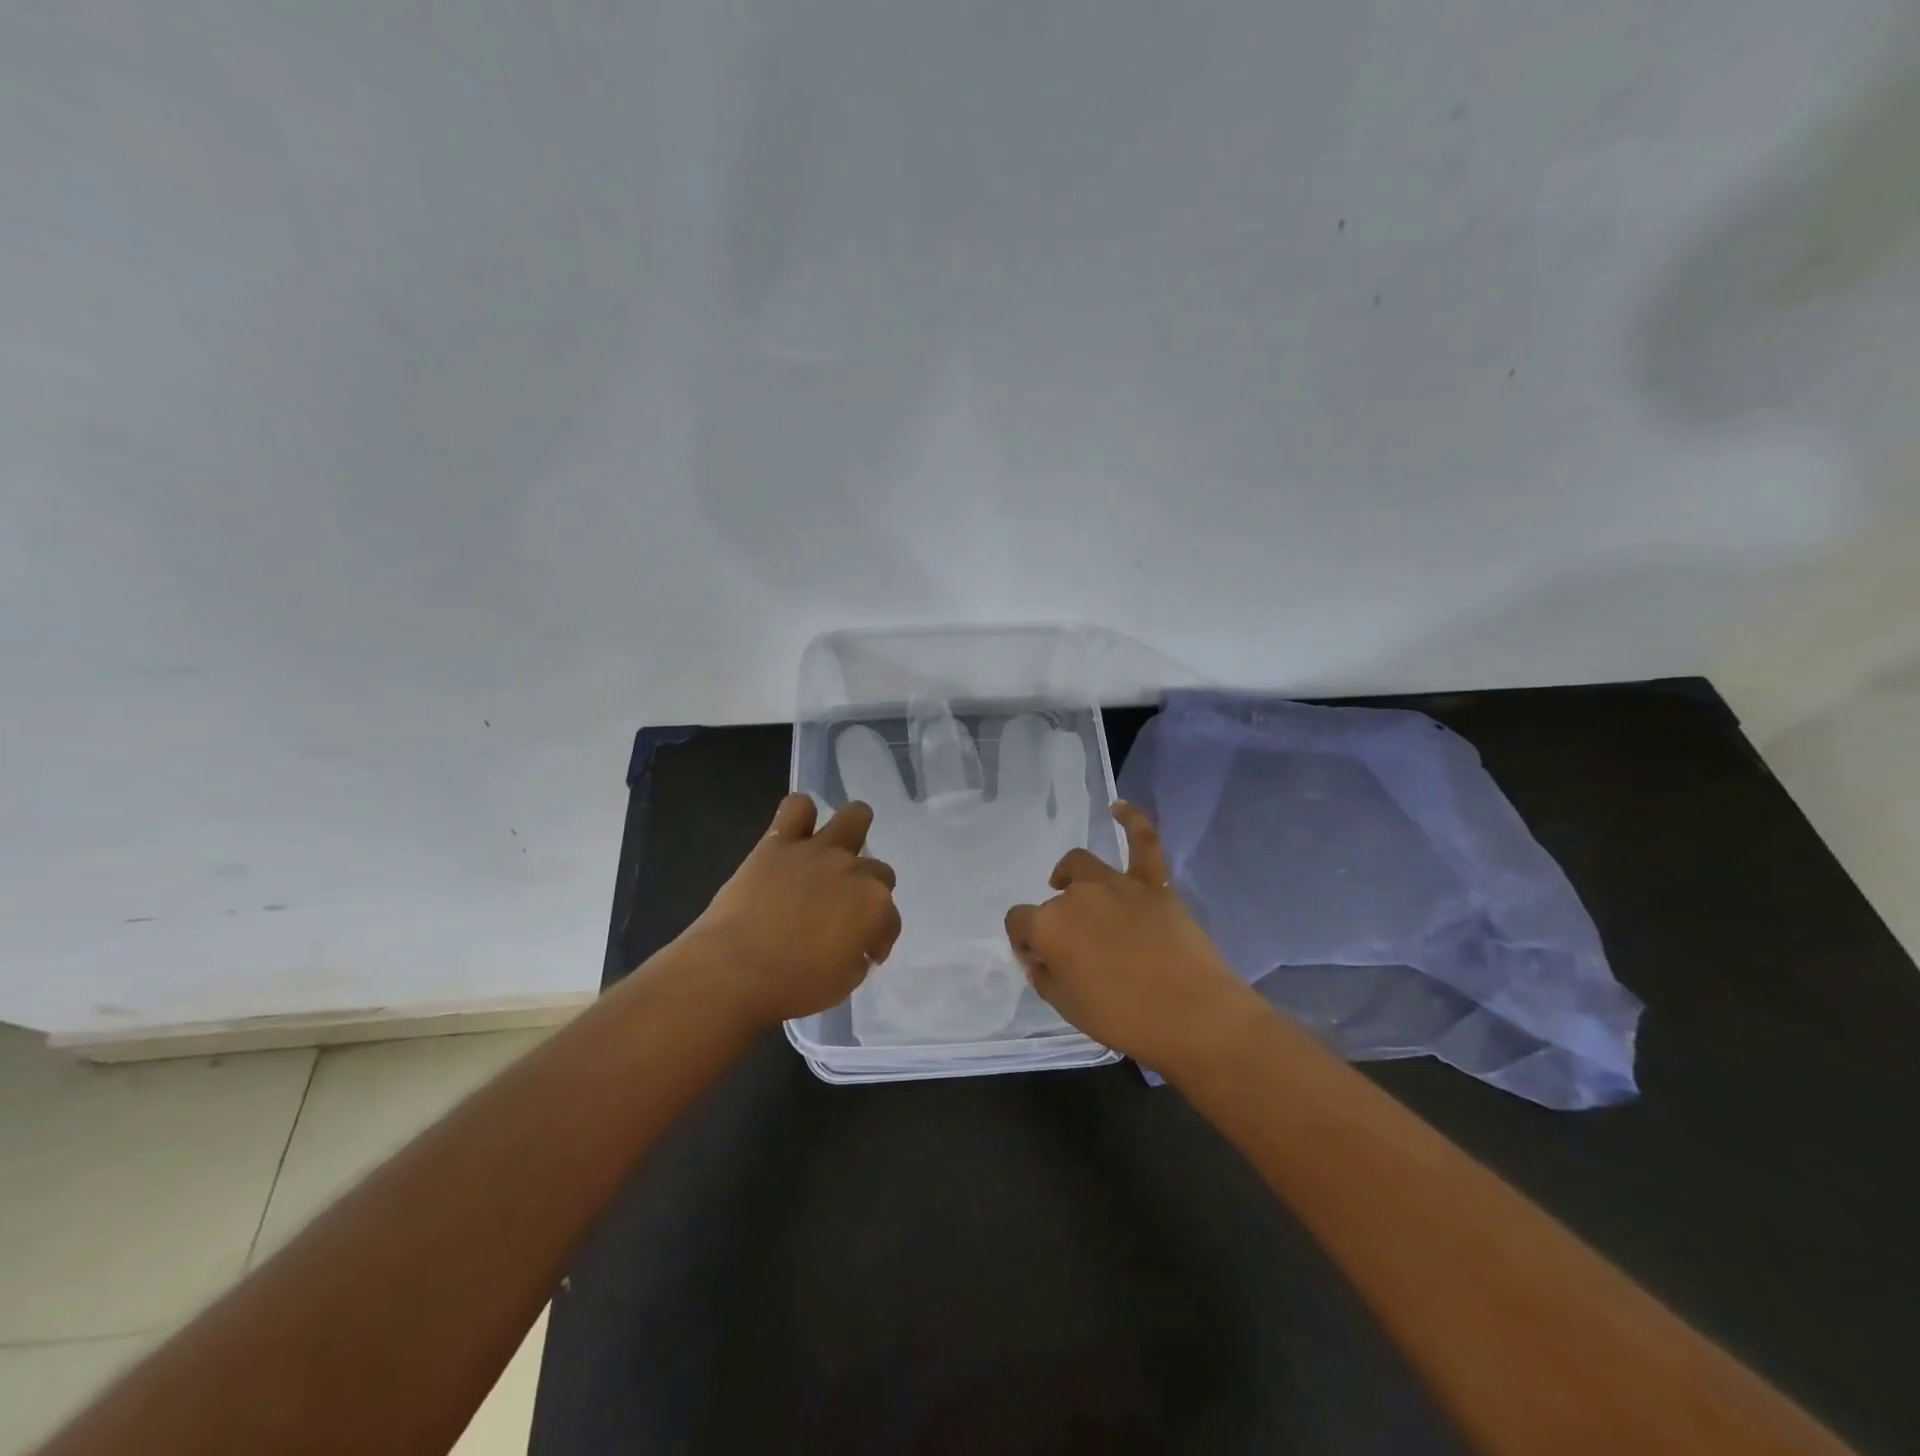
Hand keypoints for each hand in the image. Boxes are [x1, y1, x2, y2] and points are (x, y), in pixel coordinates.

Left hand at [681, 795, 900, 1029]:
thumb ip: (857, 957)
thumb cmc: (791, 985)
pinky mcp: (778, 843)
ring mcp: (816, 851)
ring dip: (853, 831)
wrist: (732, 970)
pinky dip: (800, 816)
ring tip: (837, 851)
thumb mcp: (842, 984)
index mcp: (874, 906)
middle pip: (879, 870)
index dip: (880, 938)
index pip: (891, 919)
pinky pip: (796, 808)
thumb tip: (855, 946)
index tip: (865, 954)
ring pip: (854, 817)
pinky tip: (795, 834)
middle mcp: (853, 871)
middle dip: (868, 892)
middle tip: (844, 914)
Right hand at [1005, 803, 1262, 1072]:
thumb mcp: (1068, 1008)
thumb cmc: (1124, 1019)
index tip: (1039, 961)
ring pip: (1082, 865)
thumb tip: (1037, 957)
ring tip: (1069, 884)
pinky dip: (1131, 819)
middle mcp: (1076, 896)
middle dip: (1055, 921)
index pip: (1019, 922)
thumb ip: (1044, 977)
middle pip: (1054, 900)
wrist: (1193, 1016)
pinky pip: (1143, 840)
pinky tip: (1118, 808)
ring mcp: (1116, 884)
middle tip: (1072, 949)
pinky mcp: (1153, 883)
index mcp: (1049, 926)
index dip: (1024, 941)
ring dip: (1071, 875)